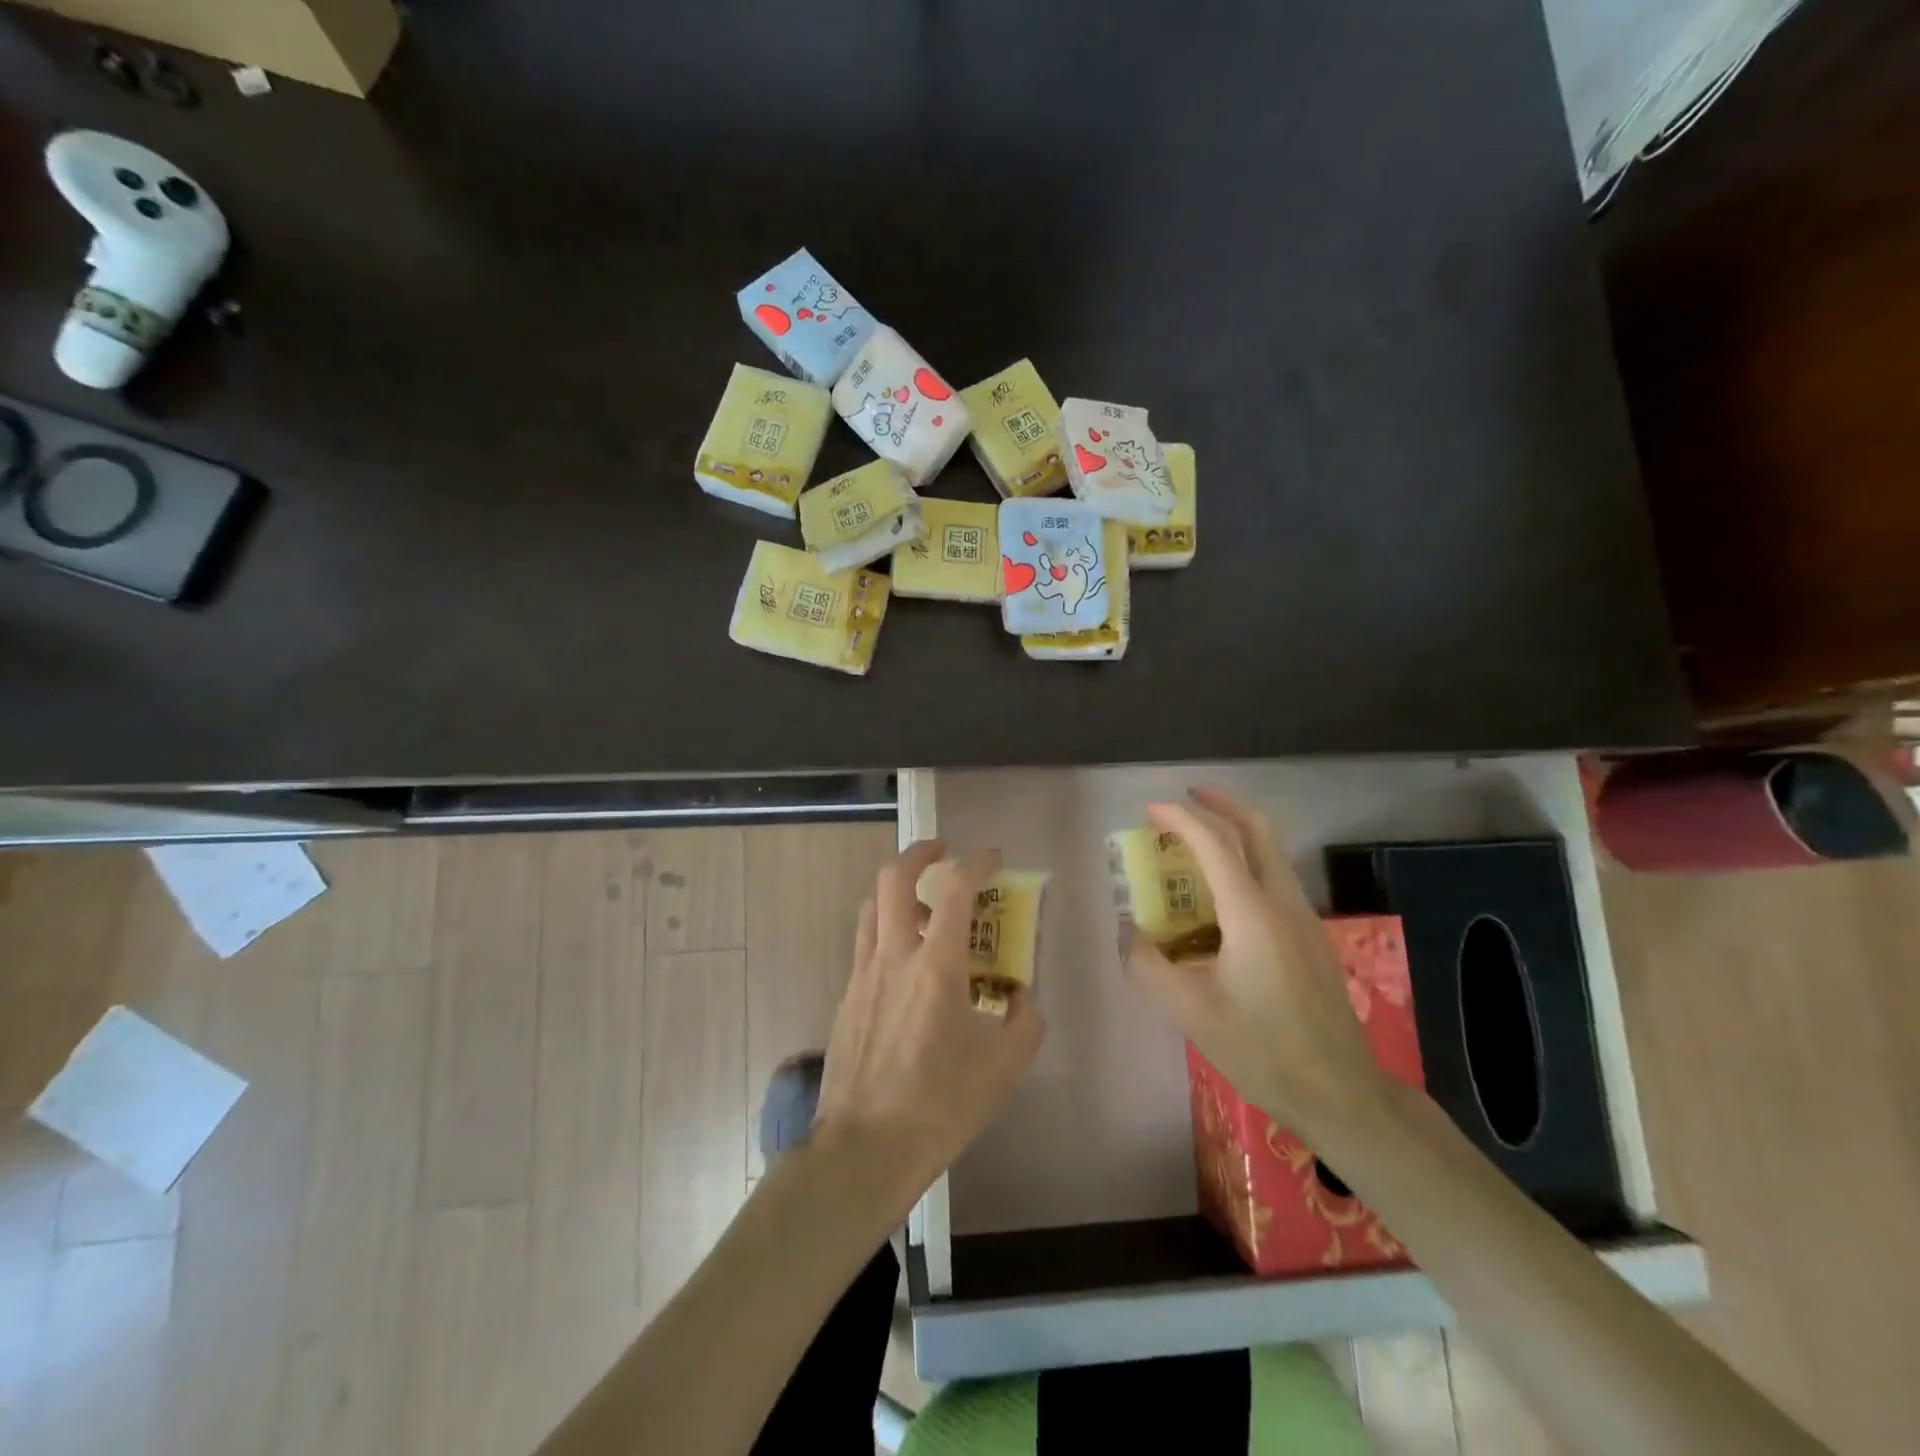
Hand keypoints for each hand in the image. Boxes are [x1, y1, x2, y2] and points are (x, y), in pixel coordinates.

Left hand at [814, 840, 1046, 1204]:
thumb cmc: (939, 1107)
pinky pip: (865, 946)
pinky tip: (906, 969)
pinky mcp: (846, 999)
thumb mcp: (1003, 1070)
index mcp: (935, 966)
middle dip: (919, 853)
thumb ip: (1024, 1023)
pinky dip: (887, 934)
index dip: (977, 863)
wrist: (863, 1150)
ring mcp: (862, 976)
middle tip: (943, 853)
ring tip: (926, 908)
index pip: (955, 889)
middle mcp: (893, 956)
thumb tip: (1020, 998)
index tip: (993, 857)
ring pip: (872, 908)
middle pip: (892, 878)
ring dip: (898, 892)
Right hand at [1122, 787, 1387, 1140]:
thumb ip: (1148, 963)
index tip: (1150, 808)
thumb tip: (1124, 928)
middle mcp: (1283, 903)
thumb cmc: (1261, 1049)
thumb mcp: (1190, 1011)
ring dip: (1237, 833)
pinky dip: (1247, 865)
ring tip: (1197, 843)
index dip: (1181, 818)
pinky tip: (1223, 898)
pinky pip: (1276, 881)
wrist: (1340, 1093)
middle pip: (1259, 830)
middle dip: (1223, 803)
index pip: (1215, 844)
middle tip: (1188, 796)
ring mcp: (1304, 920)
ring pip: (1272, 853)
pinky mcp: (1312, 939)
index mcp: (1252, 913)